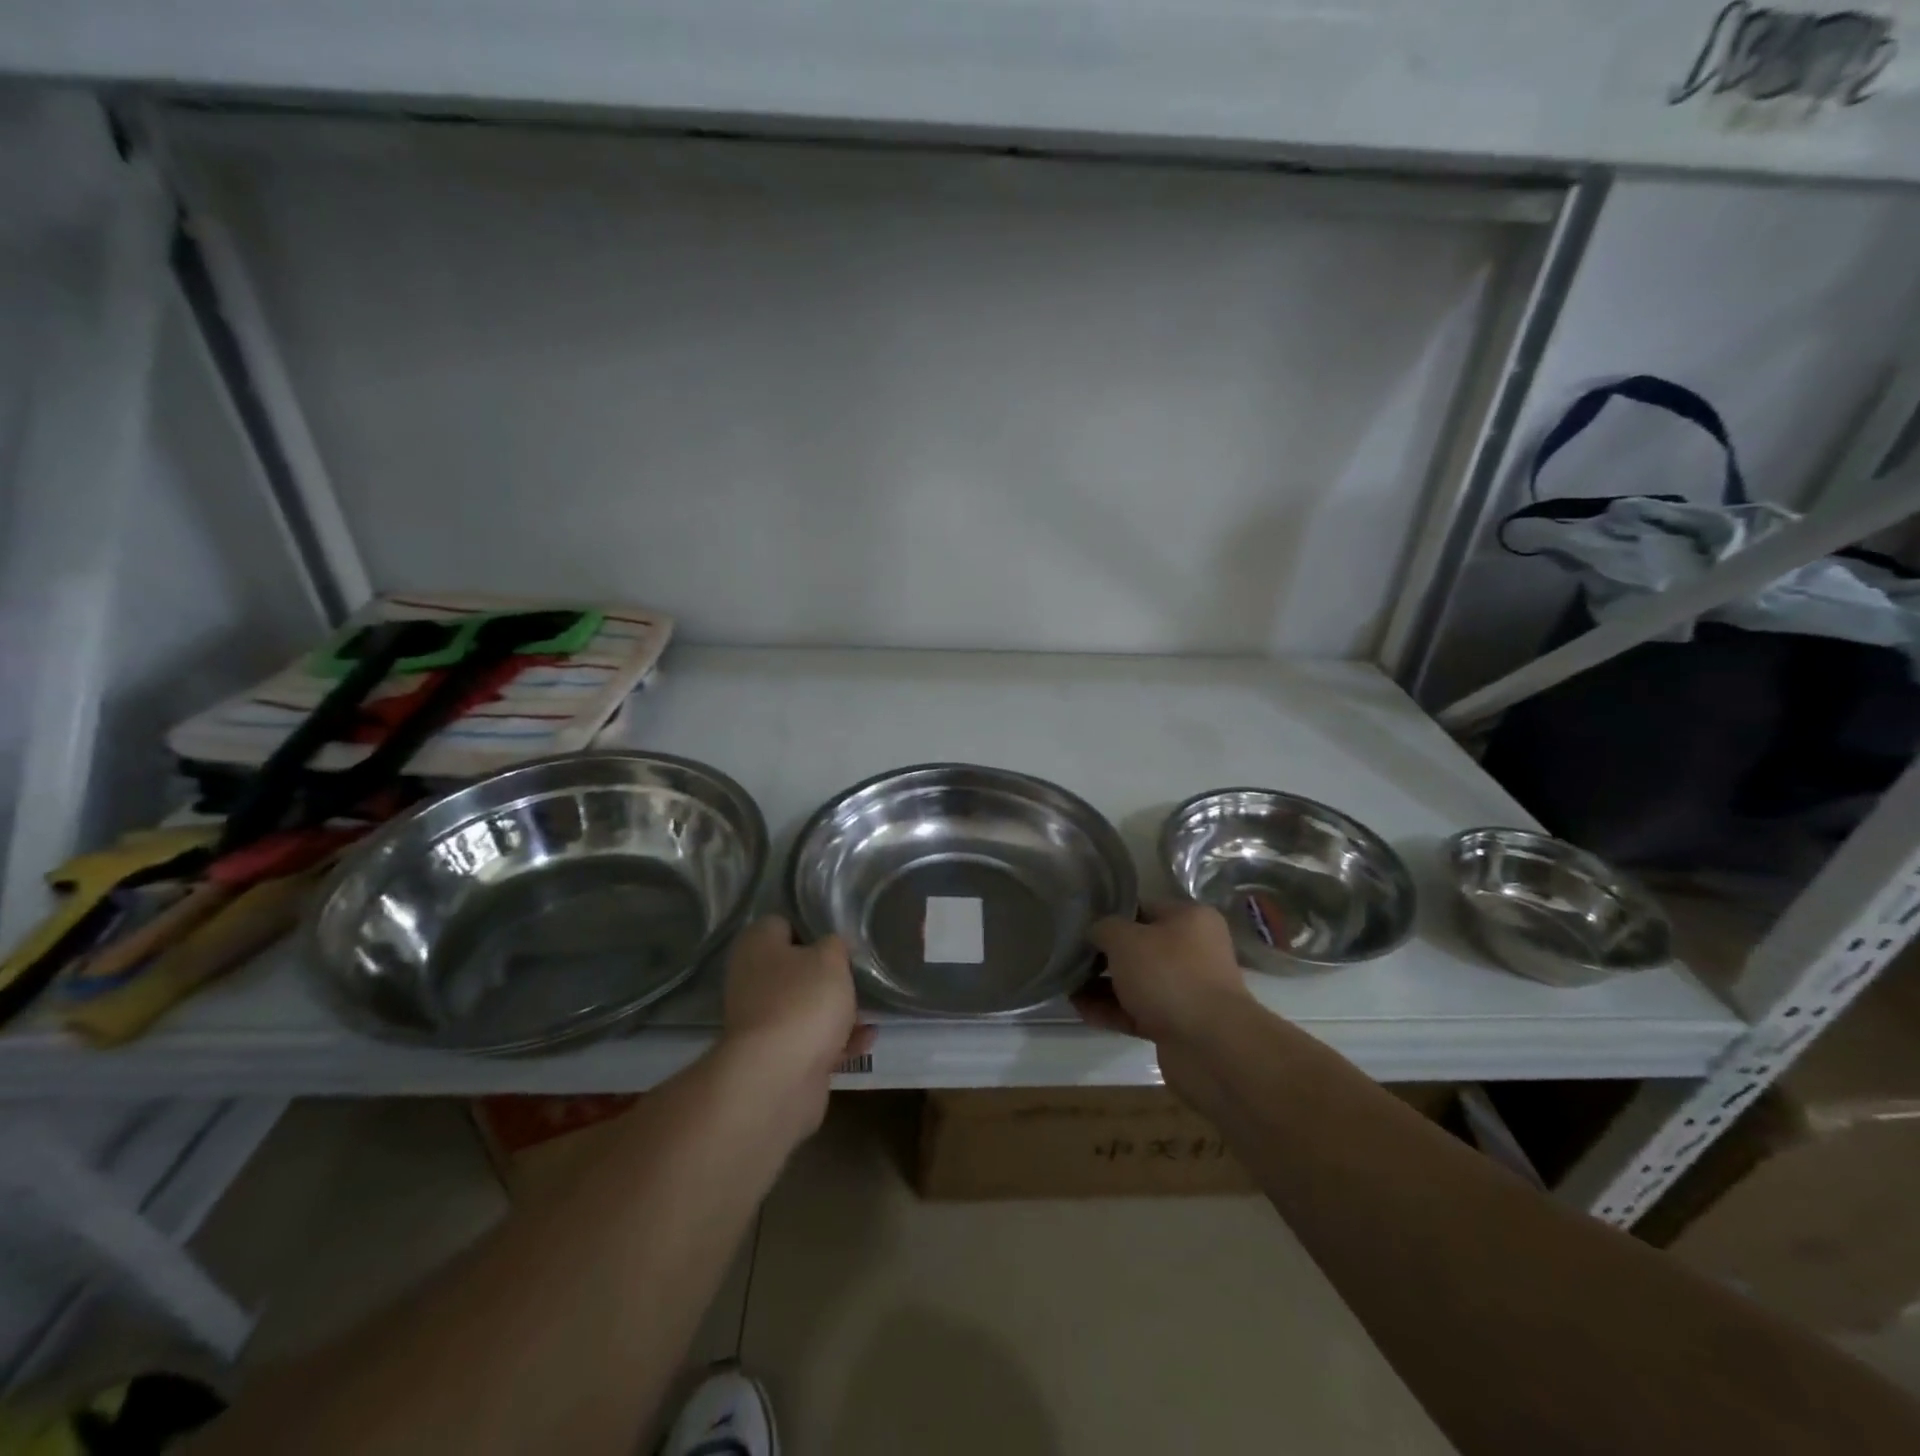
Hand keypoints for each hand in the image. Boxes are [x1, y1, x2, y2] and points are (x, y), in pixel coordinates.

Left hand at [720, 916, 873, 1113]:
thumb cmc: (803, 1001)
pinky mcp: (776, 1056)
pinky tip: (866, 1038)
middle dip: (828, 974)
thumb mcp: (830, 958)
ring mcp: (762, 1021)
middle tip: (858, 973)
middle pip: (795, 968)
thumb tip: (830, 947)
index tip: (841, 938)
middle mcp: (752, 980)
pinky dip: (836, 1040)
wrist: (778, 1078)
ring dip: (836, 1009)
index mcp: (756, 946)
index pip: (783, 924)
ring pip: (805, 1006)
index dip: (813, 928)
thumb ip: (834, 945)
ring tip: (871, 1008)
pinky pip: (811, 1040)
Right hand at [1074, 899, 1252, 1045]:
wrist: (1210, 1046)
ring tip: (1067, 986)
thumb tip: (1095, 933)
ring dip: (1103, 985)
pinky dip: (1111, 1011)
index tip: (1081, 924)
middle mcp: (1194, 951)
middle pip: (1139, 947)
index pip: (1143, 908)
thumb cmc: (1169, 975)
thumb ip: (1104, 928)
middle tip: (1070, 956)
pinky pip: (1137, 1012)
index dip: (1111, 915)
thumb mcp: (1126, 939)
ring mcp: (1187, 990)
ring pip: (1137, 982)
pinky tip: (1081, 1010)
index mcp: (1190, 919)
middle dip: (1104, 954)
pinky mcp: (1177, 1025)